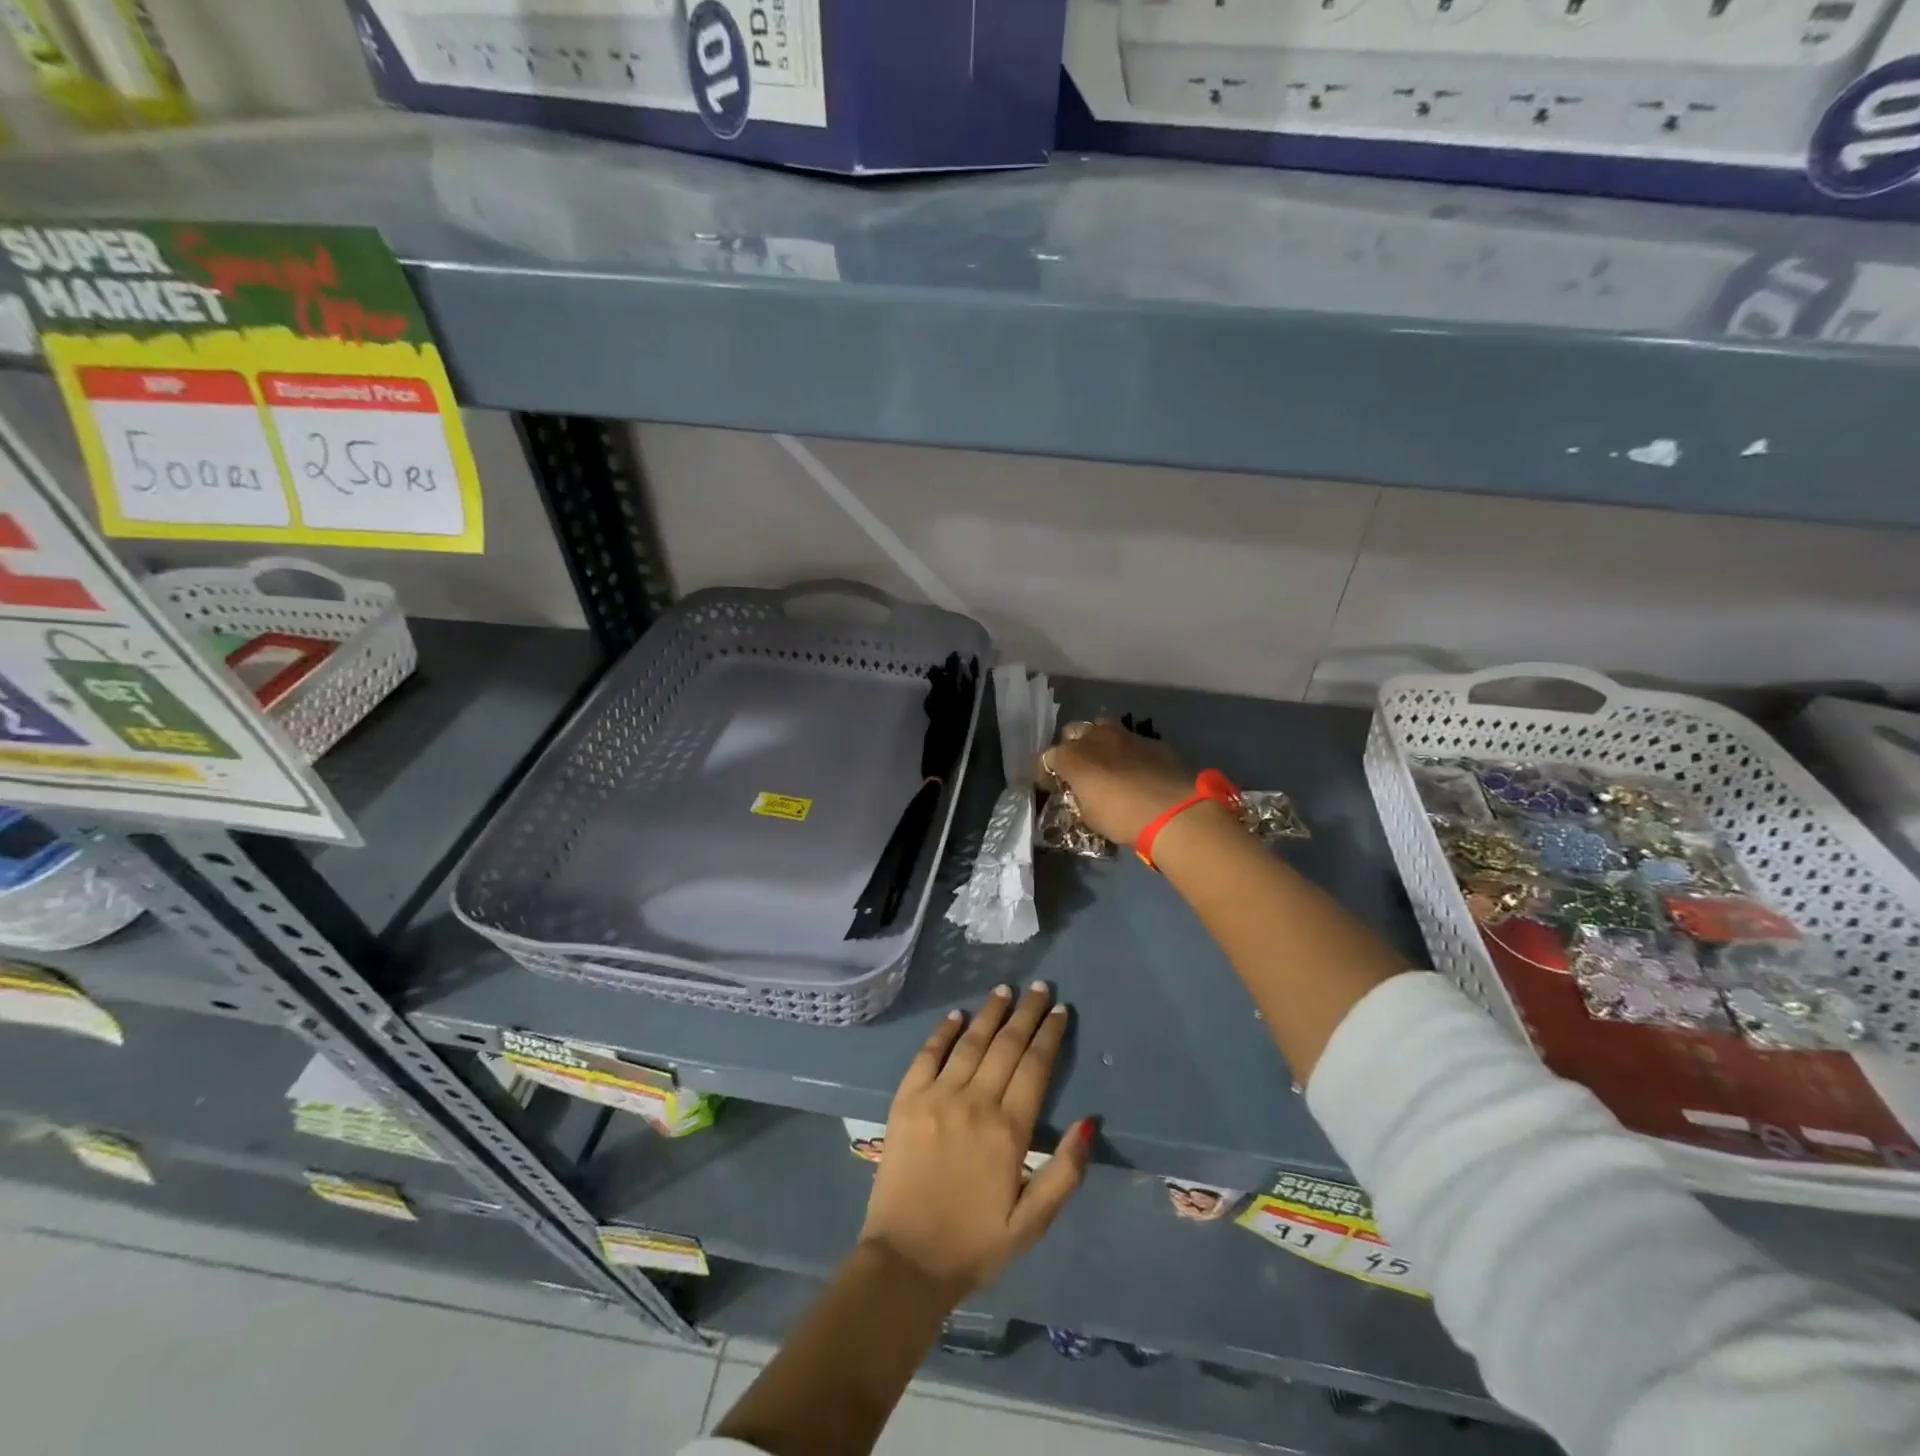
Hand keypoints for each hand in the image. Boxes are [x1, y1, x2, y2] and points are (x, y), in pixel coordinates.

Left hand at [859, 983, 1092, 1303]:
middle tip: (1039, 987)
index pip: (1035, 1067)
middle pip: (1006, 1045)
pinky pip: (928, 1055)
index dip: (1049, 1035)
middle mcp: (975, 1102)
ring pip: (970, 1042)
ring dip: (990, 1013)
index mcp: (1008, 1131)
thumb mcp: (1032, 1222)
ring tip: (1004, 990)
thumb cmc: (975, 1244)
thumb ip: (1065, 1172)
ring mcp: (937, 1097)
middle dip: (1026, 1012)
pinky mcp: (907, 1100)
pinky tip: (956, 1015)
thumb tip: (1089, 1121)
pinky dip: (943, 1032)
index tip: (1060, 1010)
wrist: (905, 1262)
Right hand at [1041, 719, 1194, 844]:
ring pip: (1102, 728)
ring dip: (1099, 743)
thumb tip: (1080, 793)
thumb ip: (1079, 797)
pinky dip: (1127, 752)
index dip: (1047, 774)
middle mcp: (1094, 737)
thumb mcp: (1089, 816)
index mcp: (1072, 757)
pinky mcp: (1151, 740)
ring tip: (1106, 764)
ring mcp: (1125, 735)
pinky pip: (1131, 741)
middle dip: (1071, 748)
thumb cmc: (1122, 817)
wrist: (1173, 811)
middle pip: (1072, 732)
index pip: (1047, 758)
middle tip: (1078, 770)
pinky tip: (1136, 770)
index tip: (1053, 788)